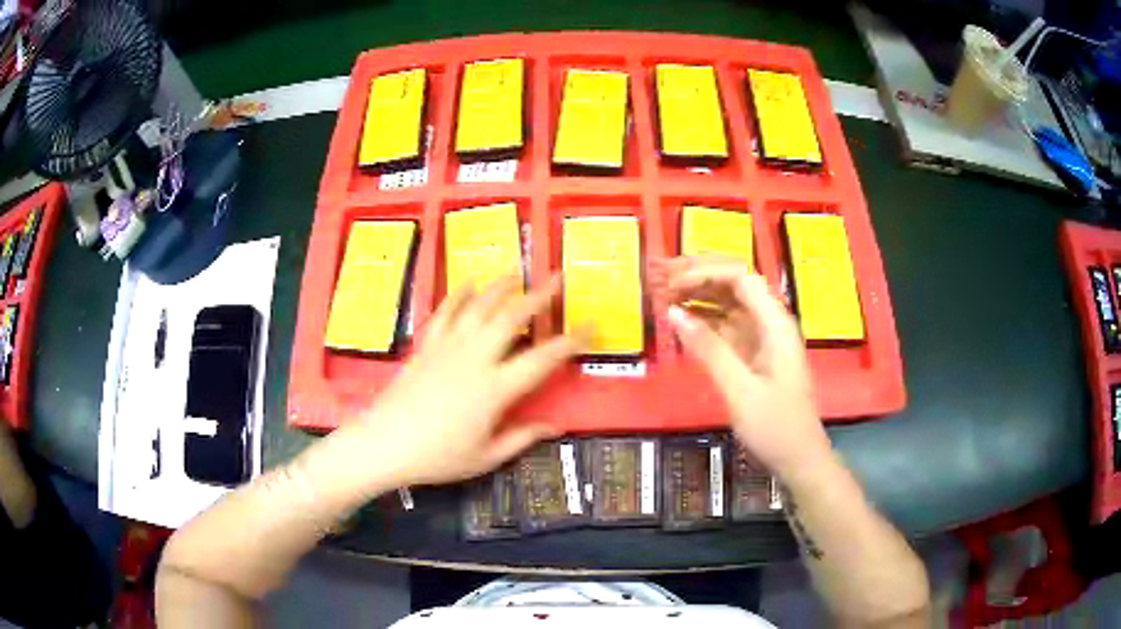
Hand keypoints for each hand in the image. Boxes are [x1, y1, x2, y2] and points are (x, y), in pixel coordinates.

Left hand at [304, 276, 583, 498]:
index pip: (543, 358)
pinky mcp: (427, 345)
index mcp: (496, 388)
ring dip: (501, 285)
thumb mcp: (485, 457)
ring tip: (517, 269)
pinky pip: (445, 312)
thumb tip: (555, 427)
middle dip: (538, 295)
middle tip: (557, 277)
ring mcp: (448, 347)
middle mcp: (476, 358)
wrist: (385, 443)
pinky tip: (469, 282)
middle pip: (512, 317)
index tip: (590, 326)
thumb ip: (521, 438)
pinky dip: (459, 294)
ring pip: (480, 306)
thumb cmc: (438, 456)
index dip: (571, 341)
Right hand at [652, 257, 832, 478]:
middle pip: (734, 284)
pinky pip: (726, 327)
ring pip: (728, 303)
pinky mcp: (753, 354)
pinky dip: (703, 321)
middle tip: (661, 276)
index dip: (705, 272)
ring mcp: (762, 338)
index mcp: (775, 323)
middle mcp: (770, 322)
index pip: (741, 277)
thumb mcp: (740, 390)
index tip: (672, 283)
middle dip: (698, 275)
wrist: (799, 459)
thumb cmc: (775, 426)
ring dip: (698, 295)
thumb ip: (708, 349)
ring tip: (664, 293)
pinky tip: (681, 321)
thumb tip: (673, 313)